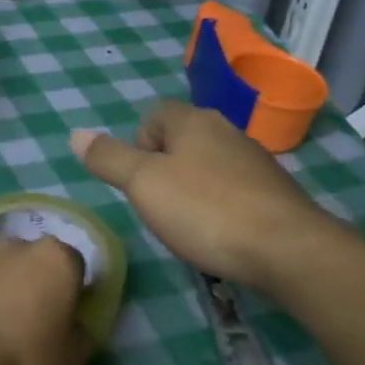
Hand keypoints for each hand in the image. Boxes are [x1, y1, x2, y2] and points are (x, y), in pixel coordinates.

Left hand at [0, 236, 93, 364]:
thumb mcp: (72, 362)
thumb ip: (82, 333)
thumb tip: (76, 323)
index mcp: (58, 260)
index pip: (74, 267)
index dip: (71, 292)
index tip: (64, 318)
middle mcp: (20, 244)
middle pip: (36, 258)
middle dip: (36, 280)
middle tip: (30, 318)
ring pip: (0, 258)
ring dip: (3, 276)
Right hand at [72, 101, 339, 289]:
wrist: (287, 249)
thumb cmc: (205, 210)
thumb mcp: (143, 184)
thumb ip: (109, 158)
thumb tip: (76, 134)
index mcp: (193, 121)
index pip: (154, 115)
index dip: (138, 144)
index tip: (138, 181)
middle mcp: (227, 131)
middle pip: (181, 140)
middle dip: (163, 169)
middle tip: (157, 205)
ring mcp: (256, 161)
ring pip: (208, 165)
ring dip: (192, 189)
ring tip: (187, 224)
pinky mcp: (275, 193)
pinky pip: (234, 190)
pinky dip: (220, 207)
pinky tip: (220, 234)